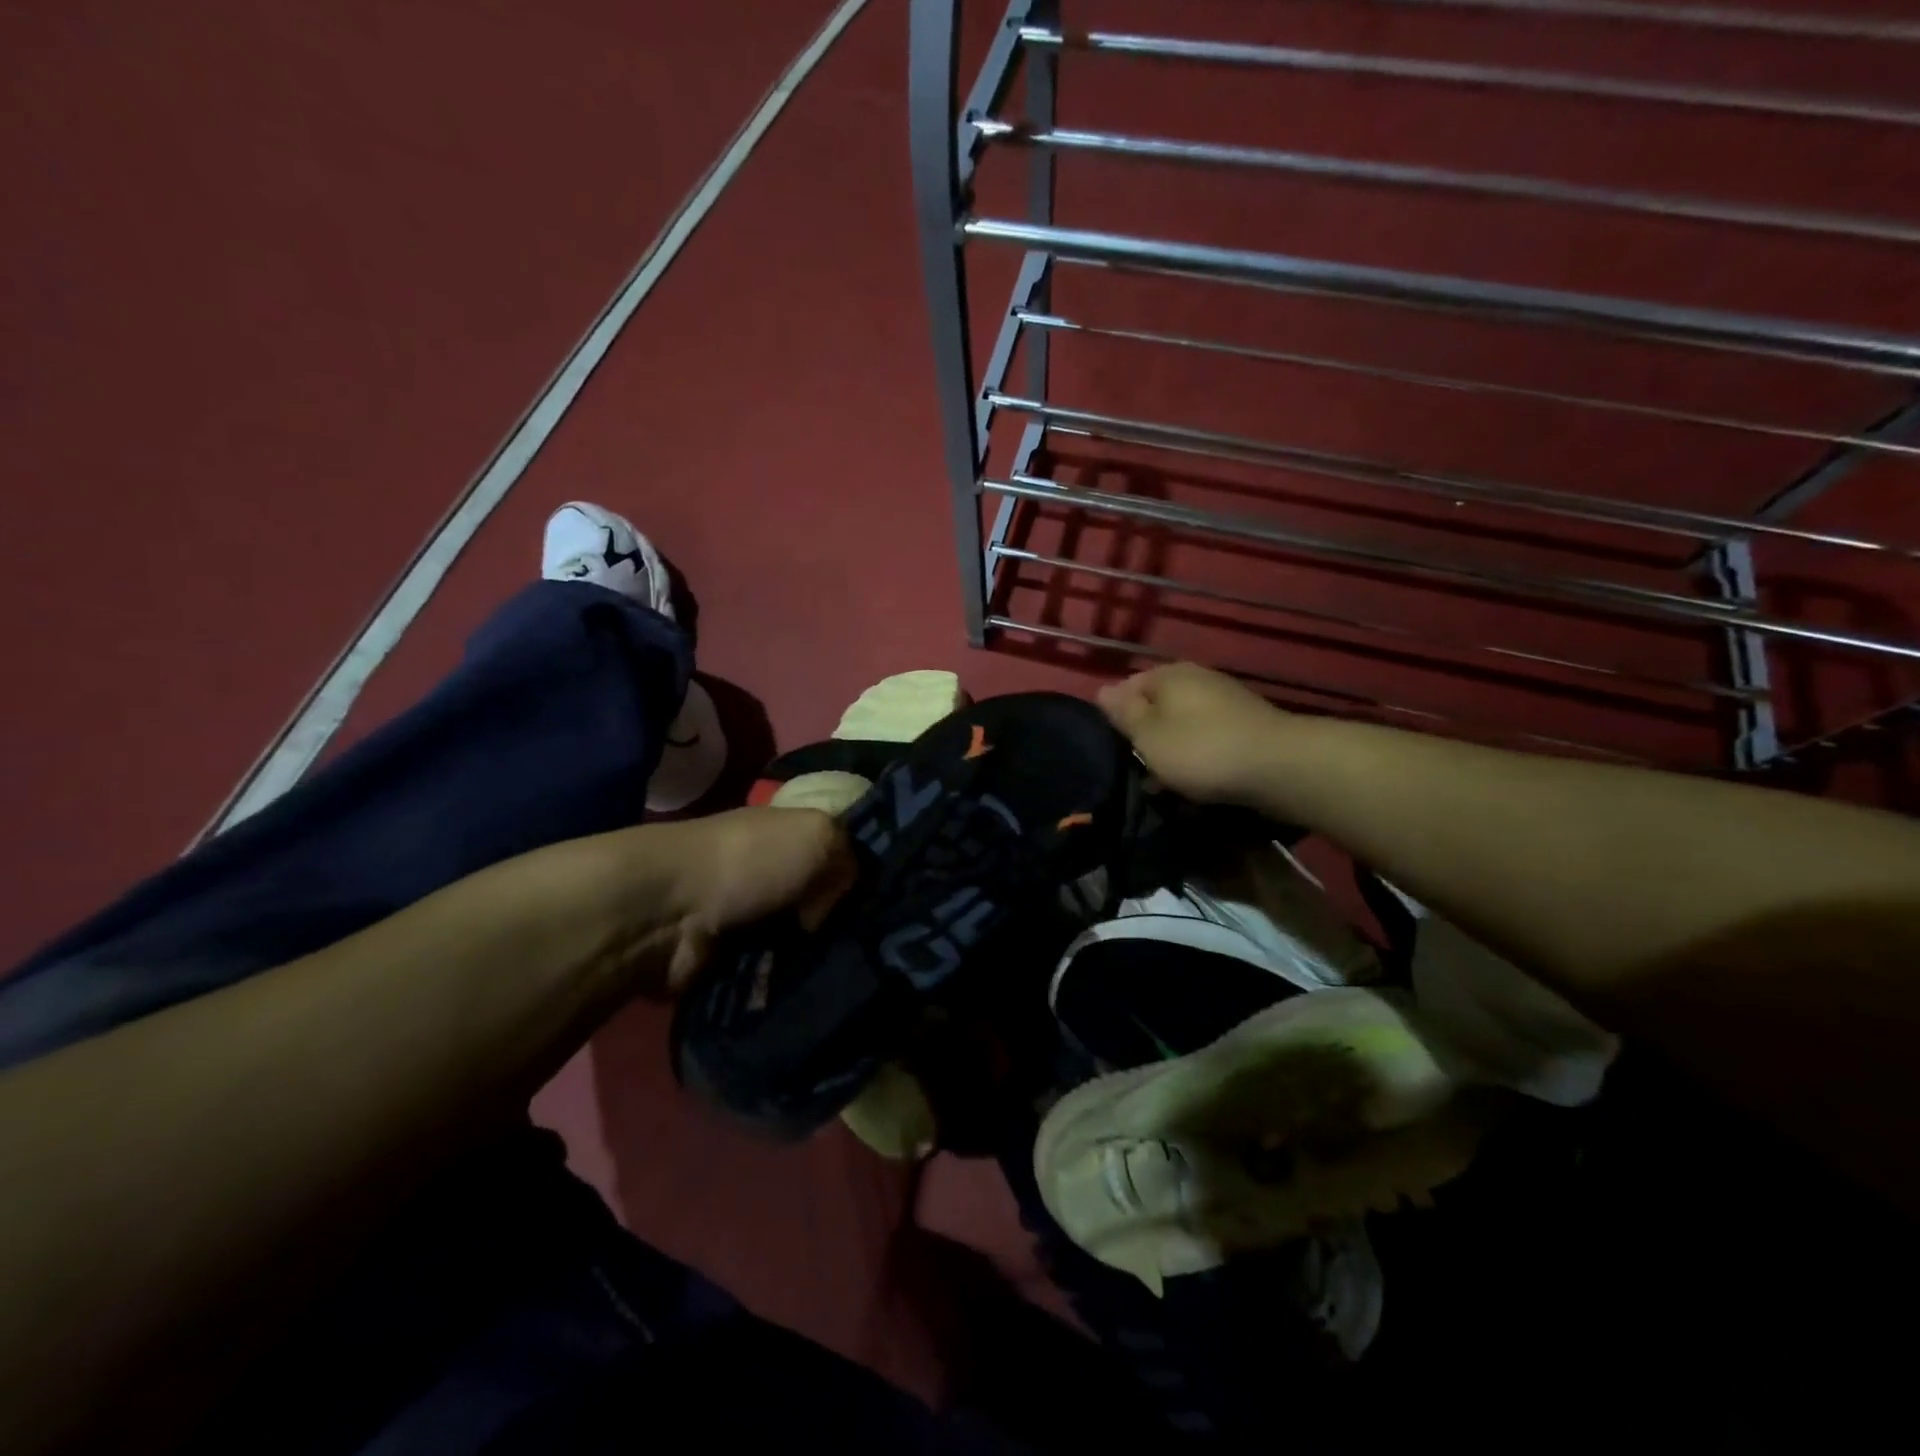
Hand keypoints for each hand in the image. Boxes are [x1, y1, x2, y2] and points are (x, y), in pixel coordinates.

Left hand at [660, 807, 855, 991]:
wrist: (668, 914)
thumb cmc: (748, 862)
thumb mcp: (818, 835)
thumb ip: (850, 859)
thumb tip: (832, 907)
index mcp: (788, 835)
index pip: (838, 852)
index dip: (864, 873)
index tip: (893, 901)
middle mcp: (770, 873)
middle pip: (825, 900)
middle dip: (845, 922)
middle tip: (872, 945)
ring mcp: (749, 918)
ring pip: (804, 942)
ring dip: (819, 957)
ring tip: (847, 973)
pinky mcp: (731, 960)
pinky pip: (775, 974)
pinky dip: (788, 981)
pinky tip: (812, 990)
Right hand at [1098, 662, 1296, 806]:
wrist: (1279, 768)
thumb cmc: (1200, 749)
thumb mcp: (1148, 735)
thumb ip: (1124, 713)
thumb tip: (1102, 690)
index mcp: (1169, 674)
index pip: (1128, 687)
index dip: (1116, 718)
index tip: (1112, 749)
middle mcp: (1198, 679)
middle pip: (1158, 707)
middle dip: (1146, 738)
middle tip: (1137, 771)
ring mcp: (1226, 701)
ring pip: (1183, 726)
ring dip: (1172, 753)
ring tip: (1165, 785)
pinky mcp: (1247, 727)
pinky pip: (1209, 741)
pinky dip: (1199, 759)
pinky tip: (1197, 784)